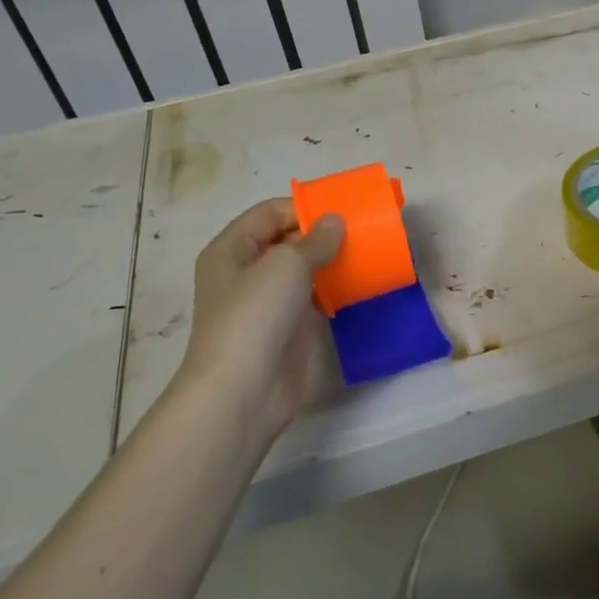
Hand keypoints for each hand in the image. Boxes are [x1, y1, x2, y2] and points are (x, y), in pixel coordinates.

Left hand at [177, 199, 343, 434]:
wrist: (243, 390)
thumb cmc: (255, 315)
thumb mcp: (286, 264)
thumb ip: (315, 240)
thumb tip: (335, 222)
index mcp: (231, 249)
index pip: (269, 212)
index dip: (304, 208)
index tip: (342, 212)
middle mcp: (245, 272)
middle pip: (286, 240)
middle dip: (322, 234)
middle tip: (361, 232)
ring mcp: (265, 302)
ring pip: (302, 270)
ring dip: (331, 262)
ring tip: (366, 254)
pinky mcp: (286, 328)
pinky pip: (312, 298)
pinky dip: (333, 289)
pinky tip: (359, 285)